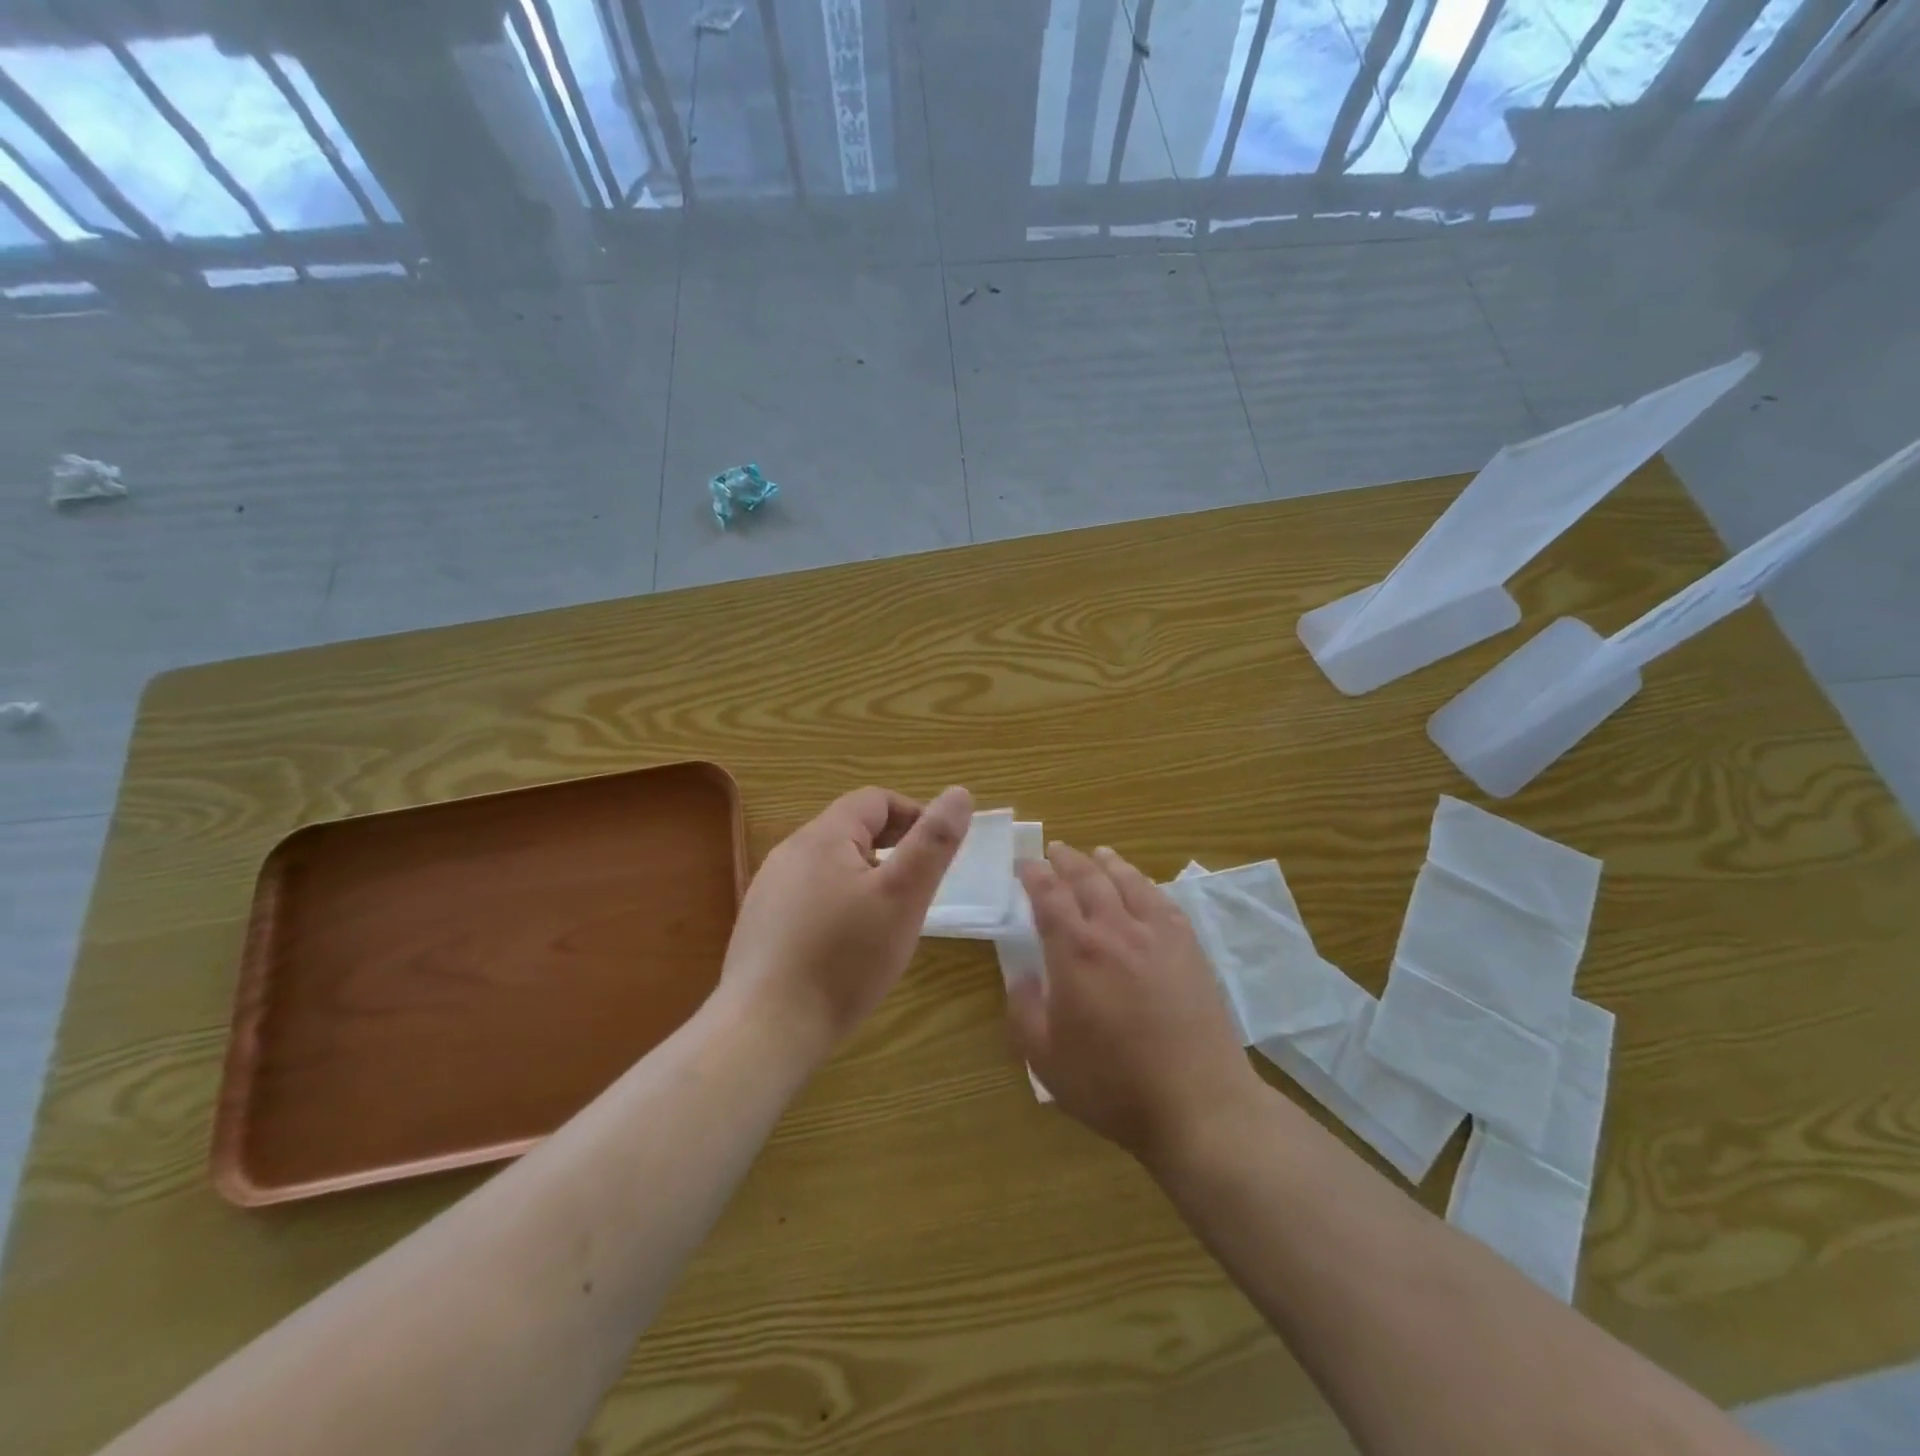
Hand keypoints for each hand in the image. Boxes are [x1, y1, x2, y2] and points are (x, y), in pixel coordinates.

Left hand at [719, 785, 972, 1055]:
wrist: (766, 1030)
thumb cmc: (844, 958)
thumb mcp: (903, 896)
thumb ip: (933, 842)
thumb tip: (959, 793)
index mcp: (823, 836)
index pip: (875, 800)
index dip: (914, 815)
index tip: (937, 853)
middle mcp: (789, 852)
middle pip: (851, 829)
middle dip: (891, 848)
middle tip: (917, 890)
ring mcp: (769, 889)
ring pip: (830, 865)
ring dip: (865, 877)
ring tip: (887, 919)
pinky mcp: (761, 924)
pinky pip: (810, 896)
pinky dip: (839, 903)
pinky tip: (846, 945)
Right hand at [1009, 844, 1260, 1162]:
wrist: (1198, 1103)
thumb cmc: (1113, 1085)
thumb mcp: (1045, 1059)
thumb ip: (1024, 1011)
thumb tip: (1023, 976)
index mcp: (1076, 952)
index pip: (1049, 895)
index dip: (1034, 875)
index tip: (1024, 864)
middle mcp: (1115, 930)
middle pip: (1088, 878)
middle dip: (1067, 860)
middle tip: (1055, 850)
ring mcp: (1157, 935)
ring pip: (1128, 882)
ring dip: (1107, 863)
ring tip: (1097, 853)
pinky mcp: (1189, 948)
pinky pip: (1163, 901)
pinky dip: (1145, 883)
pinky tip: (1142, 885)